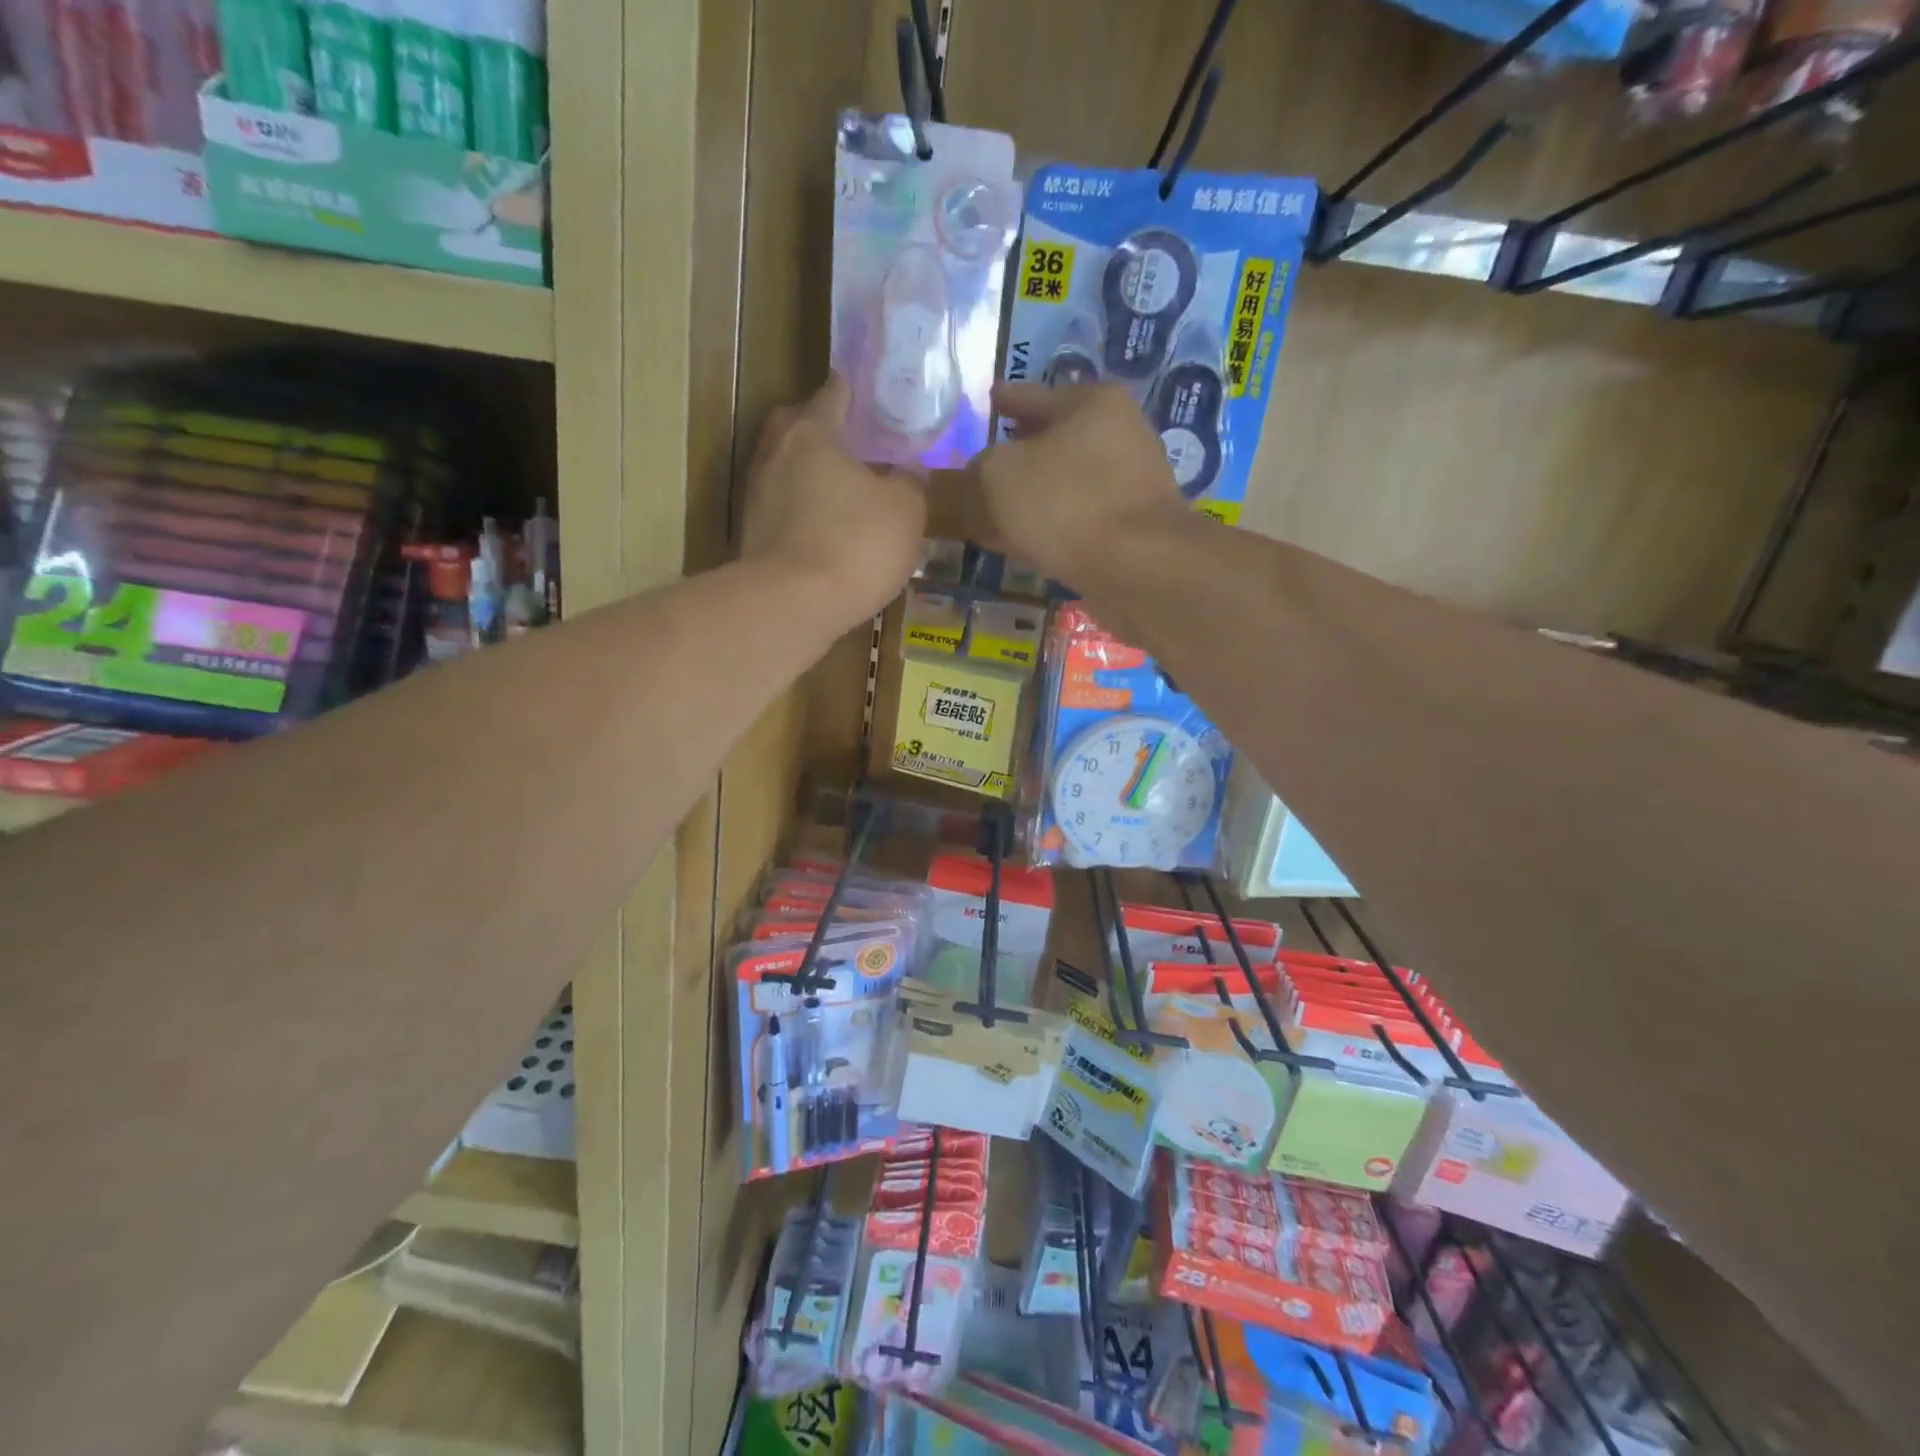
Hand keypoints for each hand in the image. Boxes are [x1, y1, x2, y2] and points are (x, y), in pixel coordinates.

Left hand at [739, 376, 926, 630]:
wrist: (792, 606)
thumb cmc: (855, 544)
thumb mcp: (905, 511)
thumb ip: (910, 484)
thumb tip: (908, 472)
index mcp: (812, 433)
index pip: (833, 395)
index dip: (852, 391)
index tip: (865, 391)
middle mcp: (775, 454)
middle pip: (798, 428)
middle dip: (822, 430)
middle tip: (853, 443)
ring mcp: (756, 496)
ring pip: (788, 471)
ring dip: (811, 476)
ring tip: (844, 491)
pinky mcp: (751, 536)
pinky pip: (784, 510)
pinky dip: (803, 512)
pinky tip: (826, 530)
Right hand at [938, 382, 1190, 587]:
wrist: (1138, 570)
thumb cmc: (1067, 505)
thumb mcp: (999, 478)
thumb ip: (975, 472)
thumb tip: (973, 479)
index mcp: (1093, 403)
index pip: (1034, 394)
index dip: (1006, 399)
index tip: (989, 400)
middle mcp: (1121, 435)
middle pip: (1055, 439)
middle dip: (1020, 451)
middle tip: (986, 462)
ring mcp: (1131, 484)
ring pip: (1066, 482)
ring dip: (1034, 494)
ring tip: (999, 508)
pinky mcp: (1133, 529)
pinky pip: (1078, 518)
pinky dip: (1051, 524)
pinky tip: (1028, 541)